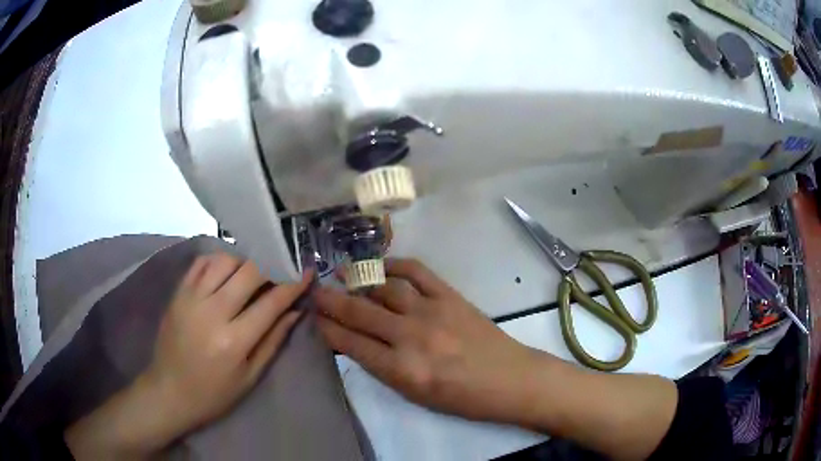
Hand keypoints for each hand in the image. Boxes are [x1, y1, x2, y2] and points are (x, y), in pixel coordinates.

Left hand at [145, 252, 310, 432]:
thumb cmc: (213, 393)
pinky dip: (218, 260)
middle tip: (281, 270)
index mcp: (233, 341)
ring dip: (244, 262)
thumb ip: (273, 341)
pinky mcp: (178, 293)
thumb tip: (294, 312)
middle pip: (248, 272)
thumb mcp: (250, 377)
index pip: (271, 303)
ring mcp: (191, 298)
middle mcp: (212, 312)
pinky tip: (227, 271)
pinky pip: (201, 263)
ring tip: (252, 274)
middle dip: (271, 266)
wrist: (169, 390)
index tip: (306, 272)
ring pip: (224, 260)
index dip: (293, 284)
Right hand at [313, 258, 537, 422]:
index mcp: (401, 370)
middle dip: (331, 301)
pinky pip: (416, 271)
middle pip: (360, 313)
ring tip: (342, 275)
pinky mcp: (450, 296)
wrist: (508, 379)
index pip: (351, 344)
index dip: (327, 328)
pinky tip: (381, 266)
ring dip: (358, 281)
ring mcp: (432, 311)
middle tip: (315, 291)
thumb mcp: (415, 394)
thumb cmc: (462, 398)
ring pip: (383, 288)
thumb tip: (356, 342)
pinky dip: (395, 265)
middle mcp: (411, 337)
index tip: (314, 317)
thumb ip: (383, 367)